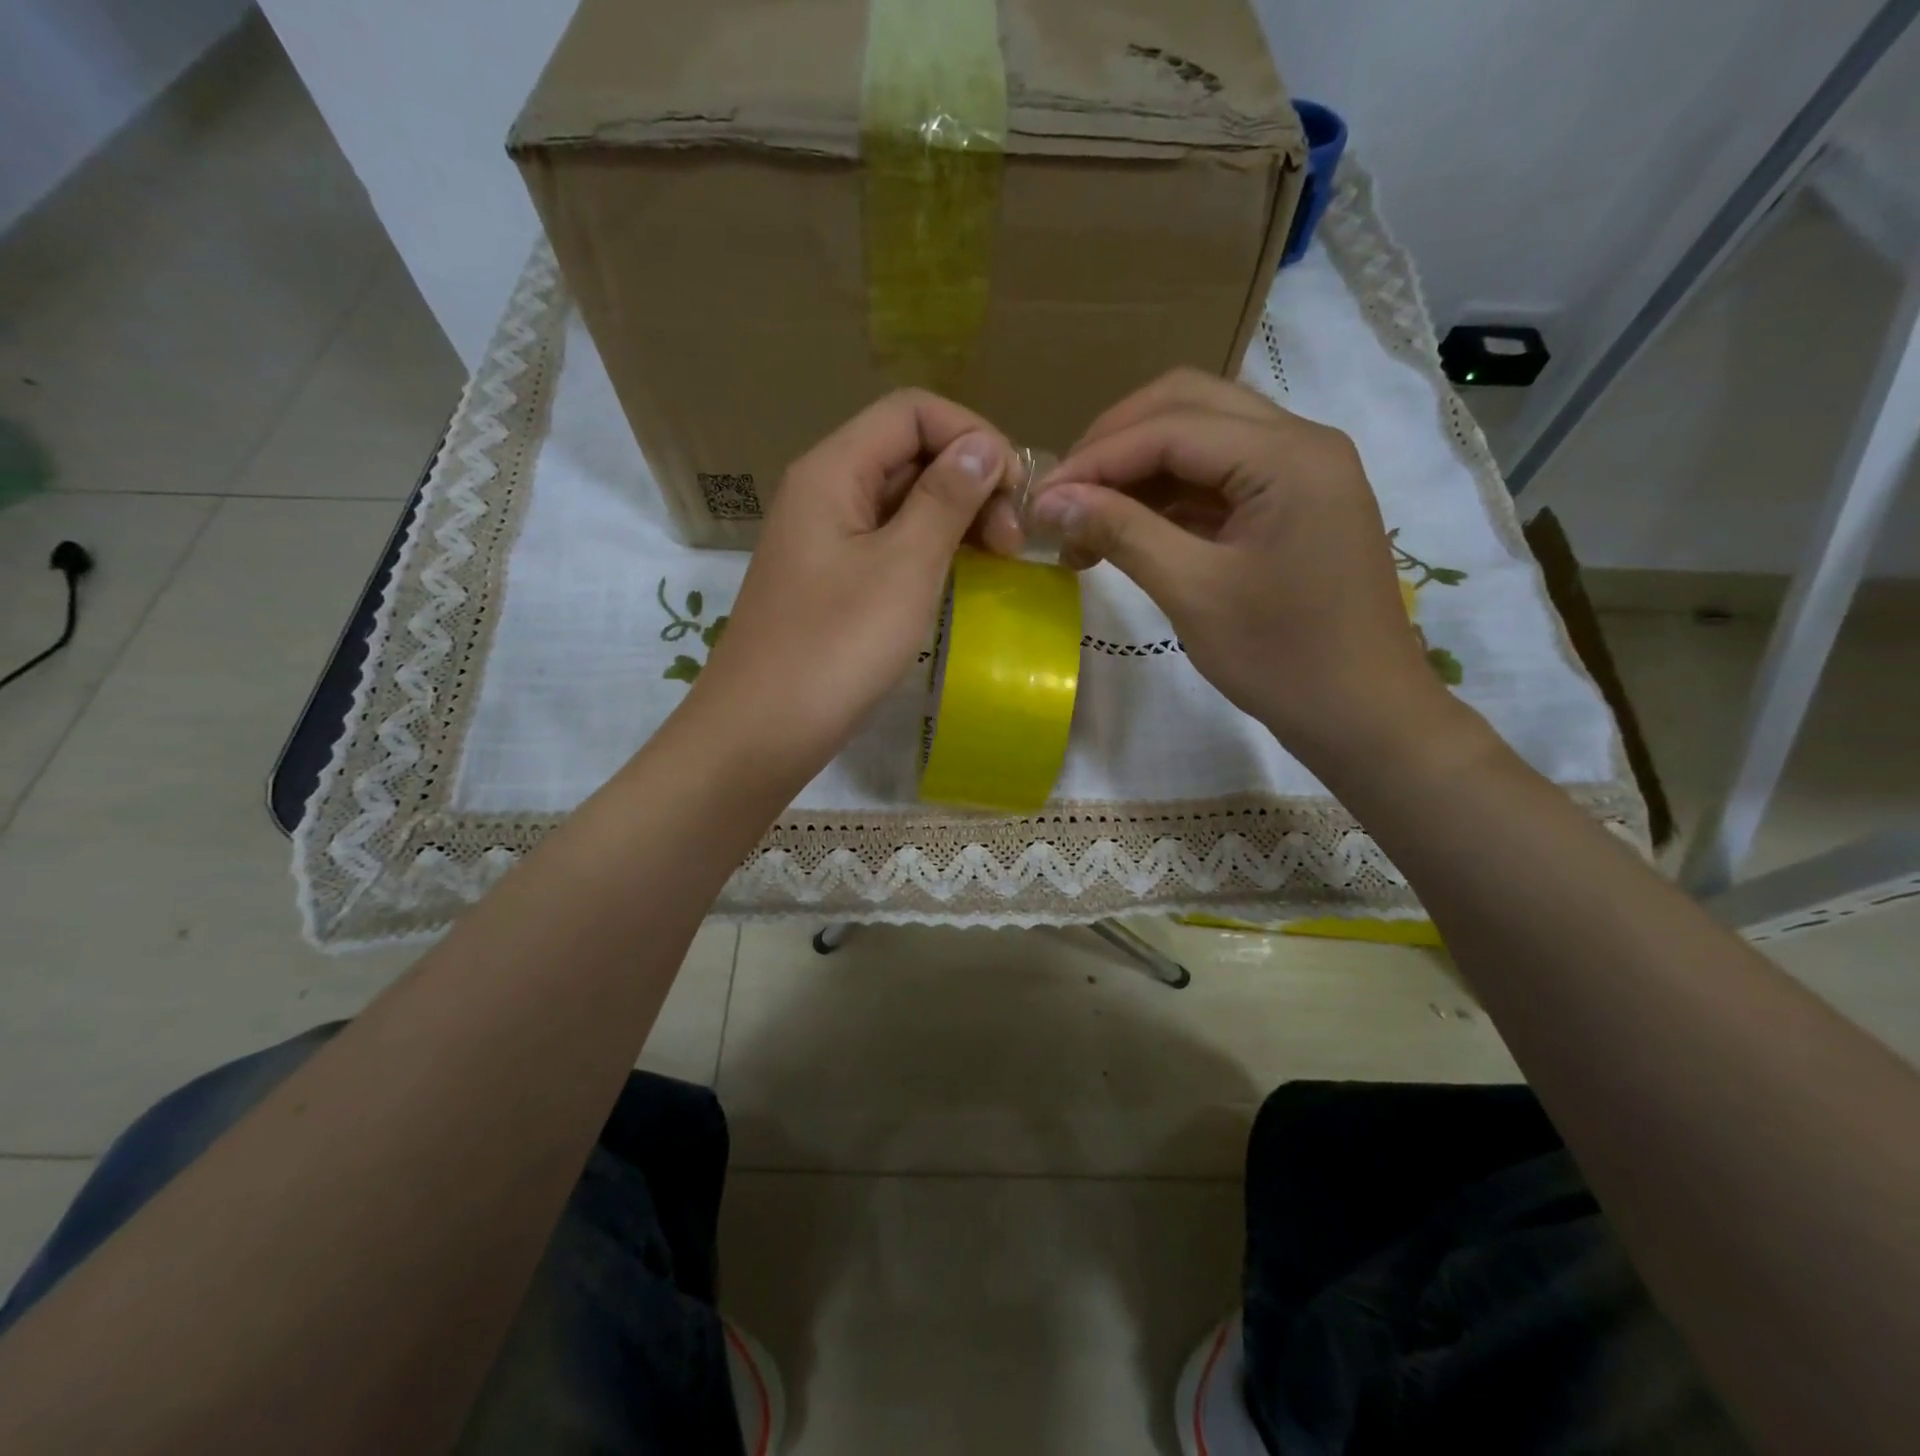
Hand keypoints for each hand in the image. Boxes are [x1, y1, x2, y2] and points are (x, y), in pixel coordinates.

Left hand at [683, 389, 1016, 787]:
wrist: (762, 731)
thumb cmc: (835, 648)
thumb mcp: (903, 568)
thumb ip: (946, 499)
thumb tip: (984, 446)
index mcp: (833, 470)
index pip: (912, 412)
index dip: (972, 436)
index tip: (1016, 493)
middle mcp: (824, 491)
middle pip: (909, 452)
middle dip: (971, 482)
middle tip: (1012, 543)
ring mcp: (825, 538)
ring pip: (902, 501)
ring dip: (956, 518)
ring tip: (997, 562)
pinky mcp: (831, 580)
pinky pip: (888, 543)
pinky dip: (930, 550)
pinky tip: (959, 579)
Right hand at [1031, 368, 1461, 771]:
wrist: (1363, 716)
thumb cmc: (1283, 660)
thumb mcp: (1193, 593)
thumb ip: (1121, 532)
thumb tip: (1049, 500)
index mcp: (1288, 455)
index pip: (1170, 426)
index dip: (1094, 458)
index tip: (1038, 499)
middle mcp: (1300, 441)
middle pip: (1187, 406)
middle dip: (1114, 445)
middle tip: (1063, 496)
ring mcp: (1301, 471)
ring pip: (1201, 437)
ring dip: (1137, 469)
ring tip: (1085, 521)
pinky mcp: (1293, 503)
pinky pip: (1218, 476)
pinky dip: (1166, 495)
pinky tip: (1127, 529)